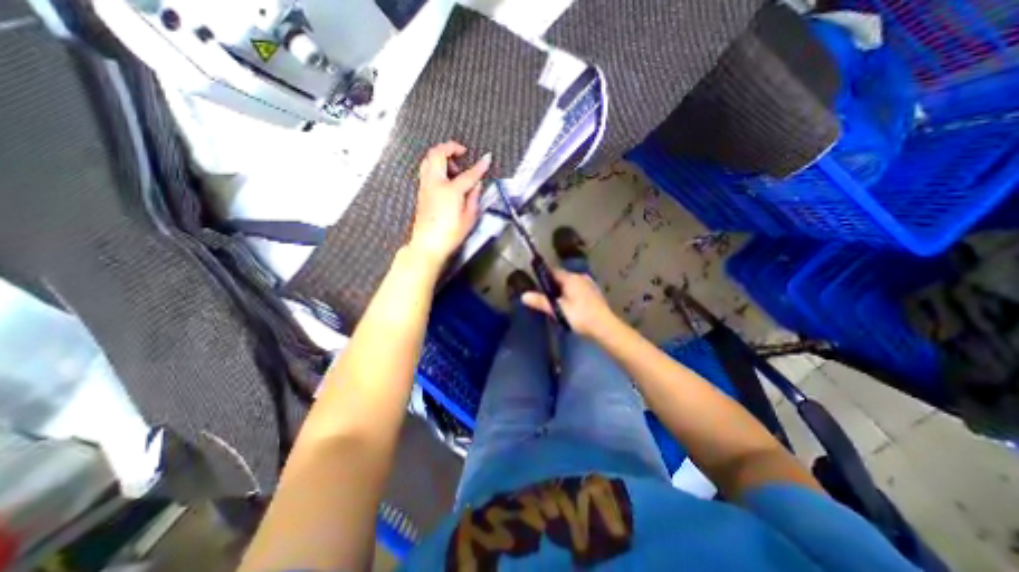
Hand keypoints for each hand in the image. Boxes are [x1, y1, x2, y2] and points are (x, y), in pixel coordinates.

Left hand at [408, 140, 491, 264]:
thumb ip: (474, 198)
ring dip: (441, 156)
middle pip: (438, 154)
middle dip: (450, 147)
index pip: (468, 174)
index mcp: (450, 191)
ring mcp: (425, 186)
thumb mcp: (469, 218)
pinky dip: (436, 165)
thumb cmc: (450, 234)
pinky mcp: (421, 191)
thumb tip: (477, 185)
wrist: (427, 245)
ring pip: (428, 159)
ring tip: (454, 167)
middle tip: (462, 152)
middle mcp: (435, 183)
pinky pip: (426, 169)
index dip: (480, 166)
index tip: (487, 158)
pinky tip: (446, 177)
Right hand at [521, 269, 616, 339]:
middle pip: (563, 278)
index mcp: (571, 278)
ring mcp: (590, 285)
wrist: (605, 327)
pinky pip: (579, 290)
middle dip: (554, 286)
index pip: (554, 272)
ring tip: (559, 305)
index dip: (545, 278)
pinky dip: (573, 295)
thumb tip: (524, 296)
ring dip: (564, 291)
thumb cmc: (580, 316)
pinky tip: (572, 308)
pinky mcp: (595, 293)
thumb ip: (541, 302)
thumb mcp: (558, 309)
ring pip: (572, 284)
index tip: (538, 287)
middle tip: (547, 300)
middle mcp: (581, 277)